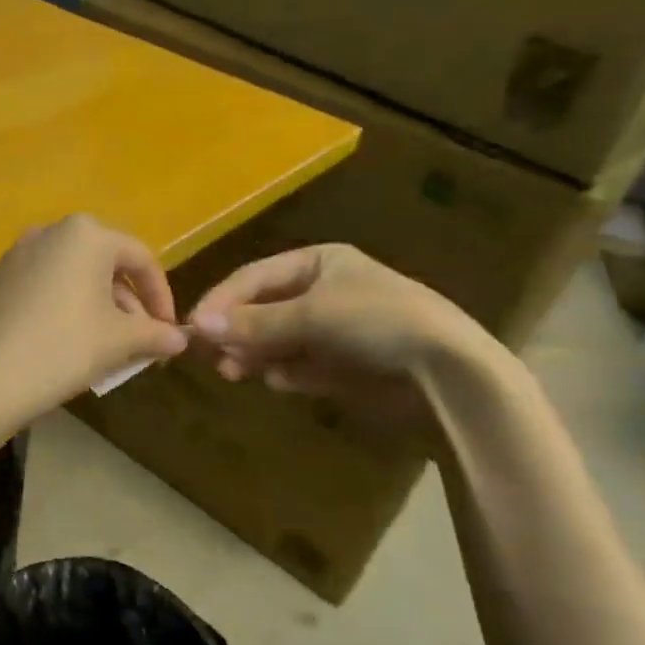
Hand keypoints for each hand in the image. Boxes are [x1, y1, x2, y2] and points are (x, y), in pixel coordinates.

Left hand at [0, 215, 187, 422]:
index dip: (162, 296)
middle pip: (107, 264)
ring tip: (113, 346)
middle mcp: (52, 231)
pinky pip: (50, 284)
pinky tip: (76, 340)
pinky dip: (71, 305)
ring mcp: (22, 252)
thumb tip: (180, 338)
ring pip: (78, 275)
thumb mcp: (120, 341)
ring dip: (102, 307)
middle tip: (143, 341)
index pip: (141, 259)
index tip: (169, 330)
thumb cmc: (65, 347)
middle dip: (130, 303)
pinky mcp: (2, 276)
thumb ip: (155, 333)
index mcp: (87, 234)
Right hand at [187, 244, 502, 439]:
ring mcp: (333, 330)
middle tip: (211, 357)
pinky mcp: (343, 366)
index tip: (194, 327)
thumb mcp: (312, 315)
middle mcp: (322, 292)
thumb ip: (254, 323)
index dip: (222, 300)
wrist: (449, 373)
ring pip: (277, 340)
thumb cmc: (378, 322)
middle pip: (262, 309)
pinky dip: (285, 372)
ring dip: (254, 354)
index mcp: (319, 263)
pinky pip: (299, 365)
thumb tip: (198, 327)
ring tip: (234, 373)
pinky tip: (279, 381)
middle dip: (236, 331)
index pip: (254, 276)